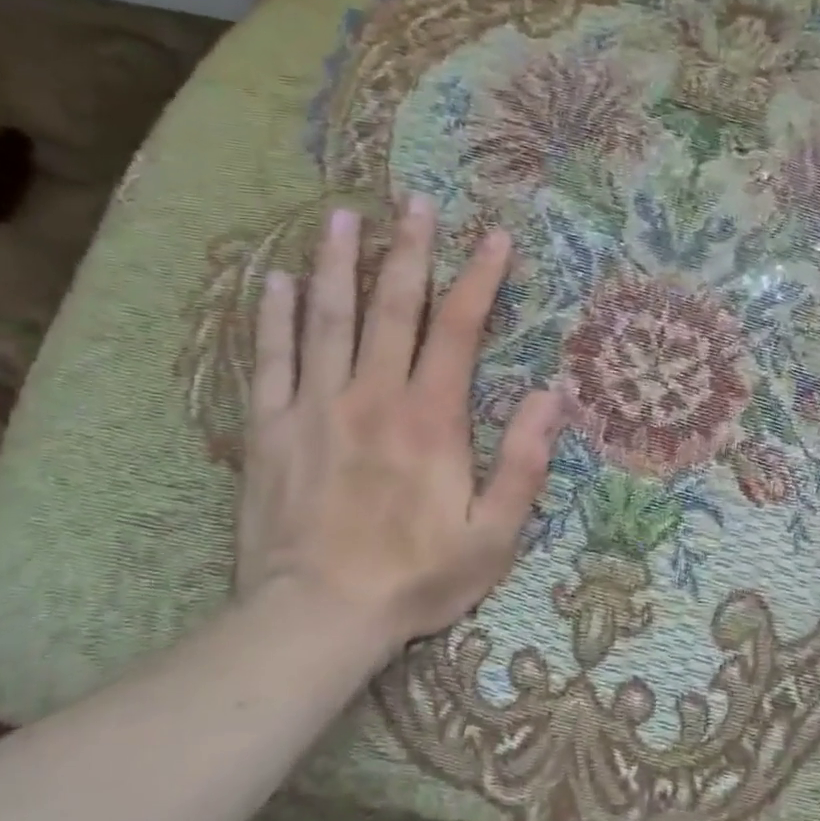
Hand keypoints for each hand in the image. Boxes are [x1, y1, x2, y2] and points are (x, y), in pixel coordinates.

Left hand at [234, 201, 564, 647]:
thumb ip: (522, 461)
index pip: (458, 330)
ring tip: (342, 215)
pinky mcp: (268, 431)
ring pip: (326, 319)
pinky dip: (273, 317)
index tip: (495, 237)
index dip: (480, 279)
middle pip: (392, 307)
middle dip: (409, 250)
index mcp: (430, 419)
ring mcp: (313, 409)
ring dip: (336, 263)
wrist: (315, 618)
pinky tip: (274, 282)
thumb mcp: (493, 533)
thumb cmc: (416, 577)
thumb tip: (551, 396)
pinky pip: (268, 360)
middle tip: (416, 202)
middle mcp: (371, 397)